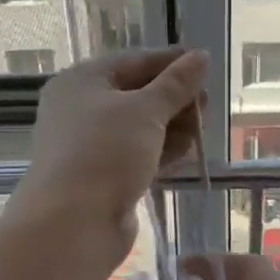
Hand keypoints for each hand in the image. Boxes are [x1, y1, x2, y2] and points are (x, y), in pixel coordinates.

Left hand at [12, 48, 207, 256]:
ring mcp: (89, 144)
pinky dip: (160, 150)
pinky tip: (186, 151)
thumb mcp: (146, 110)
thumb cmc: (106, 152)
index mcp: (81, 81)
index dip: (170, 62)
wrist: (72, 223)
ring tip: (201, 130)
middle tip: (206, 106)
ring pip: (138, 127)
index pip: (132, 61)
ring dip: (171, 126)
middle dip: (173, 99)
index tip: (204, 64)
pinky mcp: (101, 175)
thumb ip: (176, 84)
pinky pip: (136, 153)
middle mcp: (80, 108)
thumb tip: (200, 56)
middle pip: (136, 94)